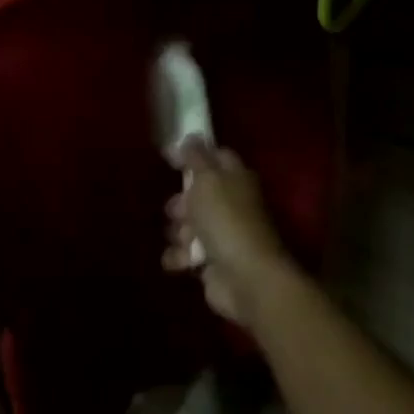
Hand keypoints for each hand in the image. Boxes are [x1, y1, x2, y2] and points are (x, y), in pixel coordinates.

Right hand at [162, 139, 297, 325]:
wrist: (244, 277)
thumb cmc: (226, 220)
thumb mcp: (207, 179)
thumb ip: (194, 156)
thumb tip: (188, 136)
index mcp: (236, 178)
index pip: (216, 156)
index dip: (194, 154)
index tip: (169, 157)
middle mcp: (232, 203)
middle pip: (198, 193)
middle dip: (181, 201)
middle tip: (176, 209)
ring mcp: (223, 234)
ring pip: (188, 224)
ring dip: (179, 232)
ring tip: (183, 239)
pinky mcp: (212, 262)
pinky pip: (186, 253)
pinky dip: (180, 257)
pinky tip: (181, 261)